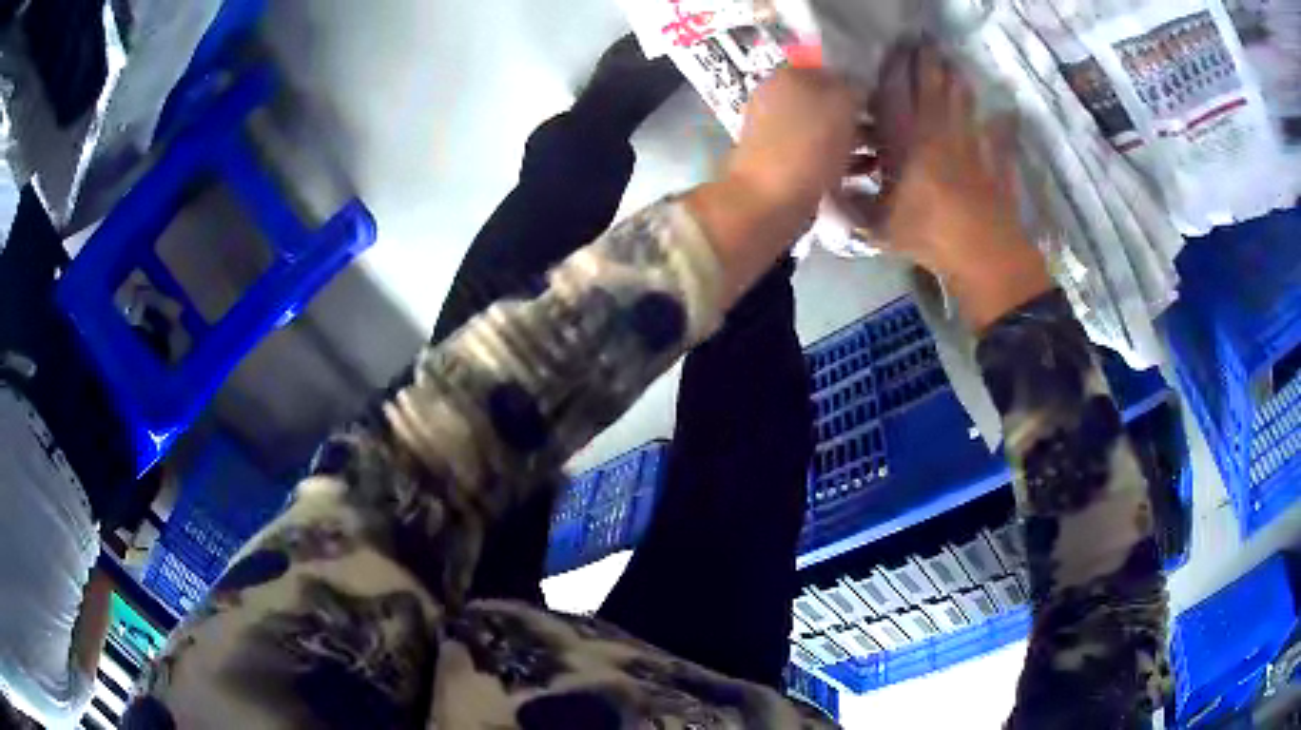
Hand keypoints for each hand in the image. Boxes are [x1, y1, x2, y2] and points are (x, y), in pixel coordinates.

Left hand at [688, 68, 862, 306]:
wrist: (768, 200)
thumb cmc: (808, 144)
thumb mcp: (842, 104)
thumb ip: (854, 88)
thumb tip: (860, 88)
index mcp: (787, 75)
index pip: (831, 69)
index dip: (860, 84)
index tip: (884, 102)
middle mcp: (776, 97)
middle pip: (827, 100)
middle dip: (858, 115)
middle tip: (887, 130)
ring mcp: (774, 131)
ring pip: (823, 128)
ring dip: (854, 139)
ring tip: (883, 153)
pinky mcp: (779, 161)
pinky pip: (817, 153)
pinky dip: (841, 159)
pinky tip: (866, 170)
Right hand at [848, 43, 1051, 329]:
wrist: (980, 252)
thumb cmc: (925, 235)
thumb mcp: (876, 227)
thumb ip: (850, 207)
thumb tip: (823, 196)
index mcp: (903, 139)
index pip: (894, 92)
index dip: (893, 68)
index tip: (893, 49)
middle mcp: (936, 131)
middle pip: (931, 86)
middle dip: (927, 62)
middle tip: (925, 44)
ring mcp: (970, 143)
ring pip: (963, 102)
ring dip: (958, 81)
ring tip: (954, 65)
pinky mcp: (995, 161)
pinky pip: (1000, 136)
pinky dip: (1003, 125)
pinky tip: (1007, 114)